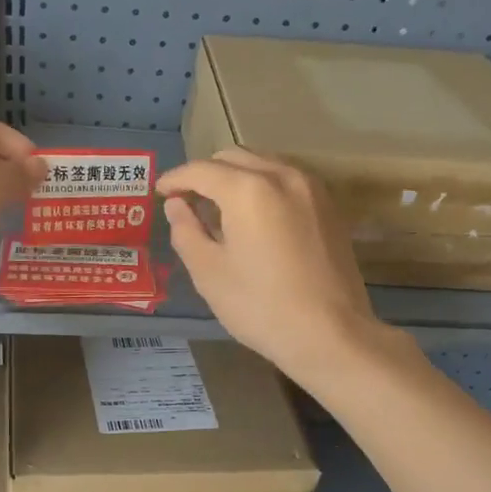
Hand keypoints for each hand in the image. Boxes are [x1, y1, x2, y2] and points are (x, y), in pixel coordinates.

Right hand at [157, 150, 378, 378]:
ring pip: (263, 164)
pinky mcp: (328, 206)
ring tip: (219, 208)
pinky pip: (286, 180)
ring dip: (236, 177)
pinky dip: (262, 186)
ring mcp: (310, 188)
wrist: (330, 333)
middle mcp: (281, 175)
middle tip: (187, 201)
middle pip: (233, 157)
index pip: (201, 170)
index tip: (160, 192)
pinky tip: (254, 217)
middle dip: (205, 174)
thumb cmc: (261, 306)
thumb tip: (176, 205)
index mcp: (248, 189)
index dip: (175, 179)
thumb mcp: (209, 272)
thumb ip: (186, 231)